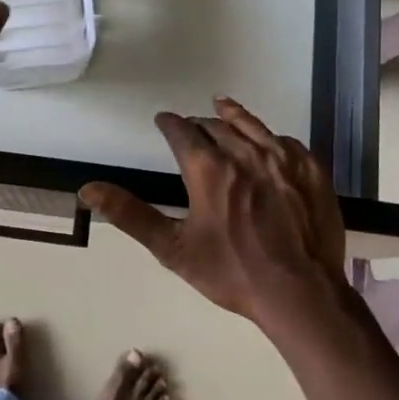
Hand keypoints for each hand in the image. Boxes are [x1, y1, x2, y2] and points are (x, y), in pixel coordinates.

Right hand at [82, 97, 349, 328]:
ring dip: (233, 116)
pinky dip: (270, 136)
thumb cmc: (232, 272)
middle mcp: (245, 154)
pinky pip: (286, 142)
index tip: (162, 120)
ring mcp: (282, 160)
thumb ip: (130, 214)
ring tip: (222, 106)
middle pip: (217, 127)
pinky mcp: (310, 171)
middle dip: (199, 124)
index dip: (170, 124)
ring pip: (252, 126)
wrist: (300, 293)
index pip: (182, 133)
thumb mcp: (172, 248)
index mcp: (209, 170)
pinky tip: (268, 140)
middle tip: (191, 127)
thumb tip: (87, 189)